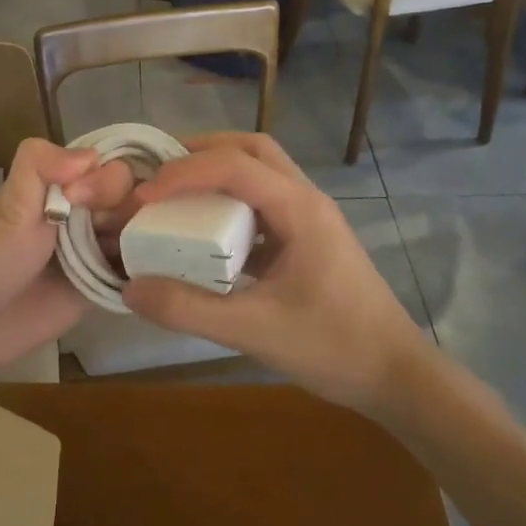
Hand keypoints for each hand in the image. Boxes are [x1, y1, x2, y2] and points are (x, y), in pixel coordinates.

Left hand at [0, 139, 134, 382]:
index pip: (108, 166)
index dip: (107, 180)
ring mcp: (96, 249)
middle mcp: (84, 212)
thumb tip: (91, 155)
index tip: (81, 200)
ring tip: (120, 258)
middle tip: (98, 233)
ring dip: (143, 238)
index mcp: (61, 185)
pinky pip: (136, 269)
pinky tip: (147, 275)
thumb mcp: (8, 205)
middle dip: (126, 209)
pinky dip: (146, 268)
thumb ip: (39, 166)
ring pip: (140, 230)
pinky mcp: (103, 285)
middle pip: (132, 196)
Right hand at [121, 133, 427, 413]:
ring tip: (175, 193)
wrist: (395, 376)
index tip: (143, 196)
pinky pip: (263, 202)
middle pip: (252, 149)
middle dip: (202, 152)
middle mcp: (306, 200)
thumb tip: (130, 288)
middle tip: (159, 172)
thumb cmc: (333, 347)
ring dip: (217, 172)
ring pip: (260, 171)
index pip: (234, 165)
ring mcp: (310, 218)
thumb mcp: (253, 331)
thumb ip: (189, 309)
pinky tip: (205, 234)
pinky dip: (230, 203)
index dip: (184, 173)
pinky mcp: (307, 239)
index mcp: (299, 209)